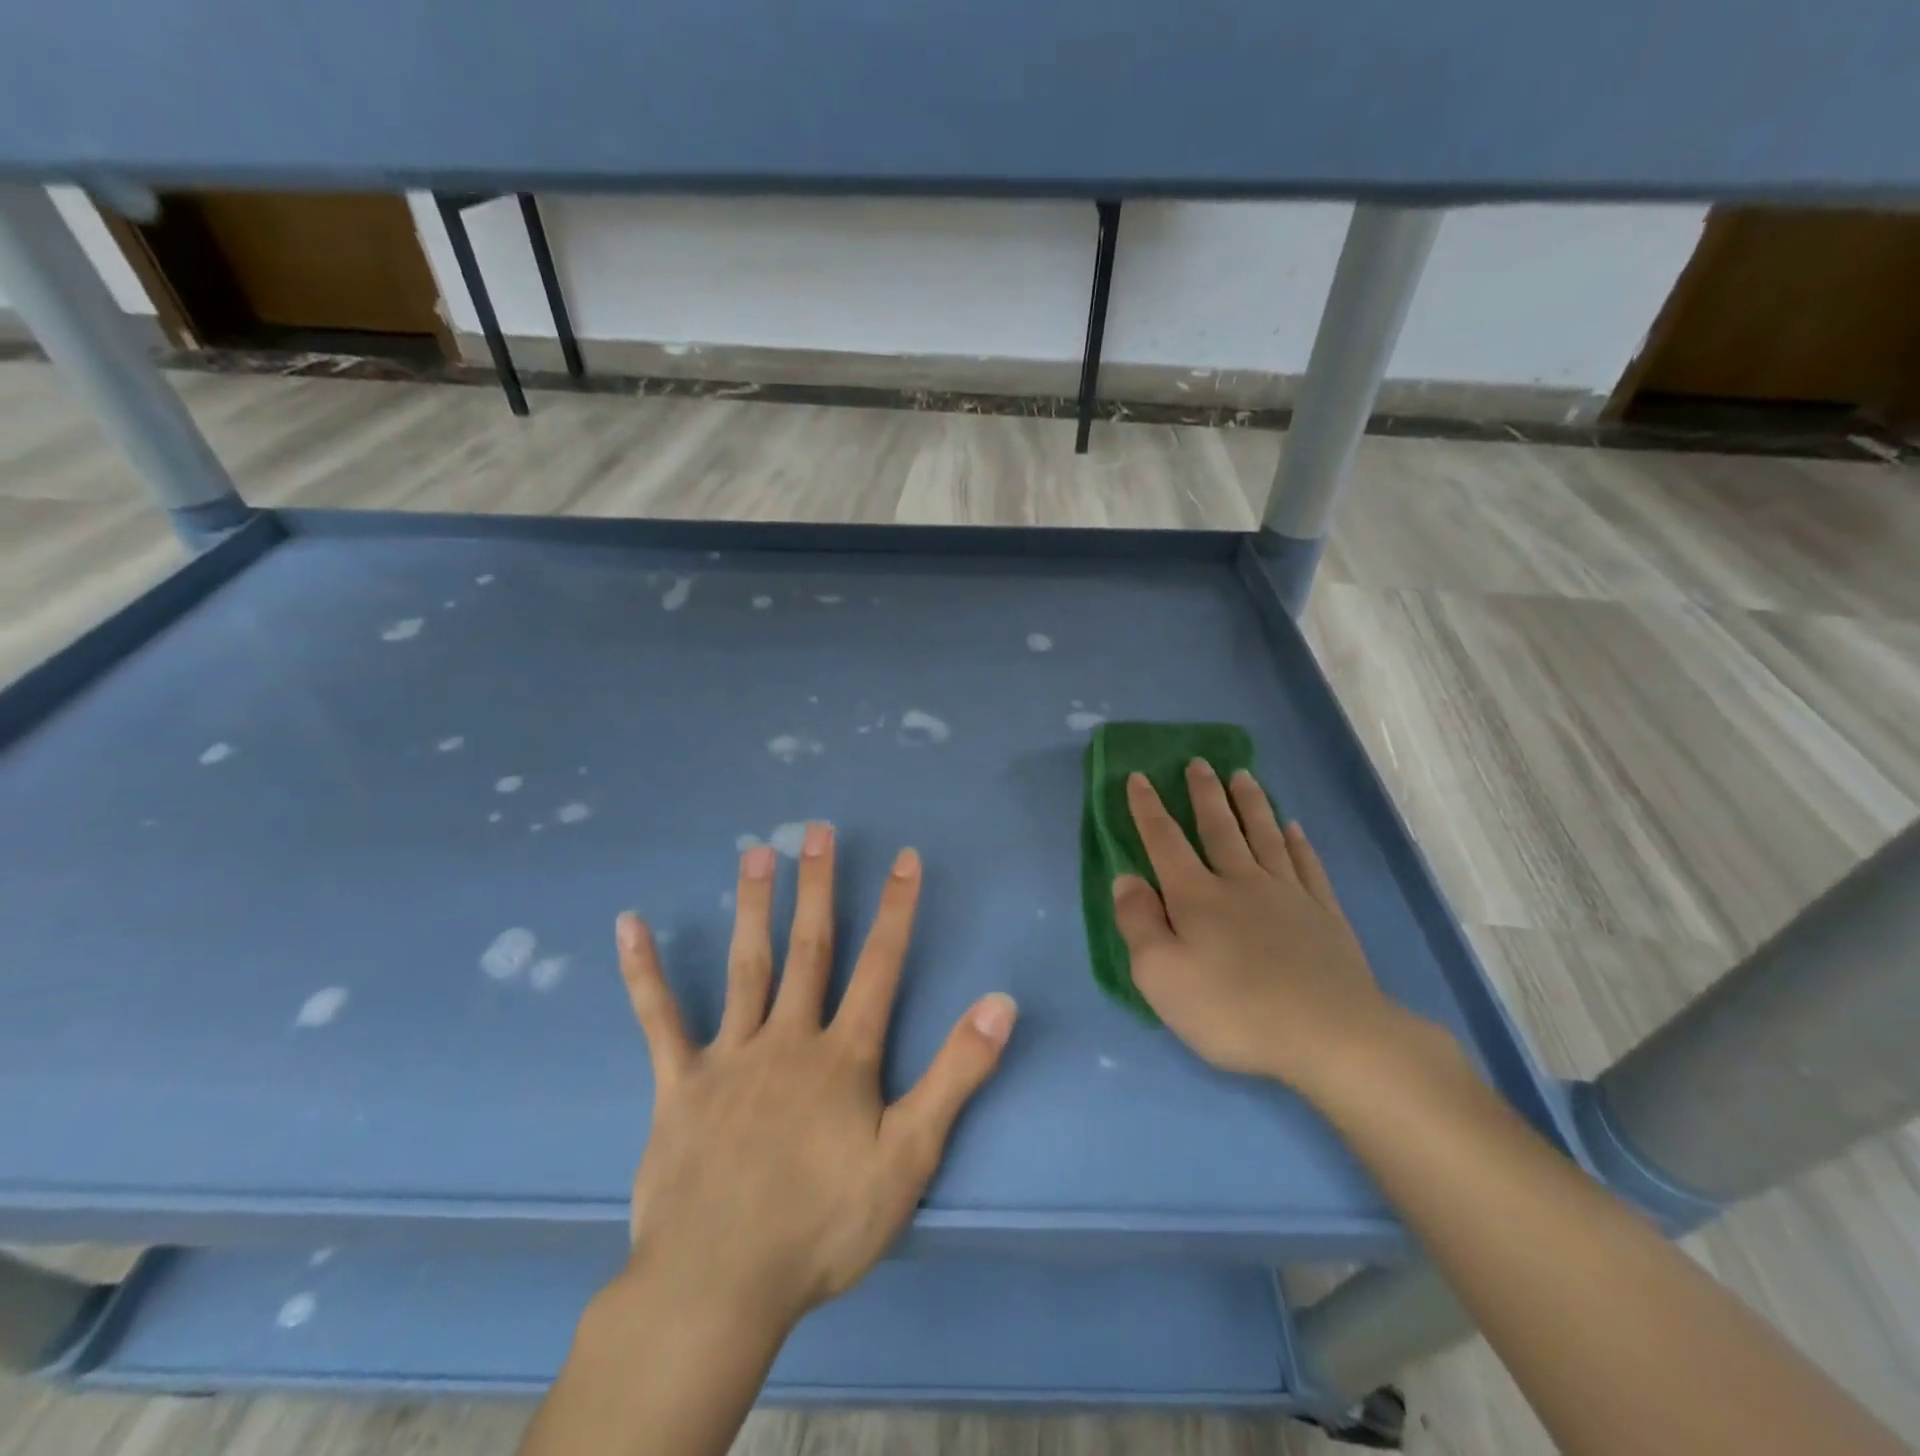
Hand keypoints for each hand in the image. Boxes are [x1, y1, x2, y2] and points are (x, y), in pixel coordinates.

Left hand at [614, 824, 1017, 1332]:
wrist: (719, 1287)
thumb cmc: (823, 1225)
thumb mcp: (910, 1157)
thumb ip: (956, 1074)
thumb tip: (1000, 1003)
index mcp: (843, 1054)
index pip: (880, 964)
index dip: (897, 908)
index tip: (904, 857)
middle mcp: (788, 1038)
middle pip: (809, 947)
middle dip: (819, 886)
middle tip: (818, 829)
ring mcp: (730, 1056)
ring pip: (746, 965)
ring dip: (754, 905)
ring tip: (757, 851)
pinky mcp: (679, 1084)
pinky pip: (659, 1019)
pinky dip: (644, 972)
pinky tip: (629, 926)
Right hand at [1112, 762, 1402, 1090]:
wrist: (1329, 1035)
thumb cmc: (1232, 1009)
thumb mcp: (1160, 975)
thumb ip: (1138, 923)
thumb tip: (1127, 878)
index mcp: (1196, 896)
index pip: (1164, 841)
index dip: (1148, 808)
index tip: (1139, 776)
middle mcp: (1240, 882)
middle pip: (1219, 827)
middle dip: (1205, 793)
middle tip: (1199, 762)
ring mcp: (1287, 895)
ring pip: (1264, 836)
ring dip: (1251, 803)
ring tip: (1243, 775)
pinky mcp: (1323, 914)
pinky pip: (1306, 865)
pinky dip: (1297, 842)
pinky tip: (1294, 828)